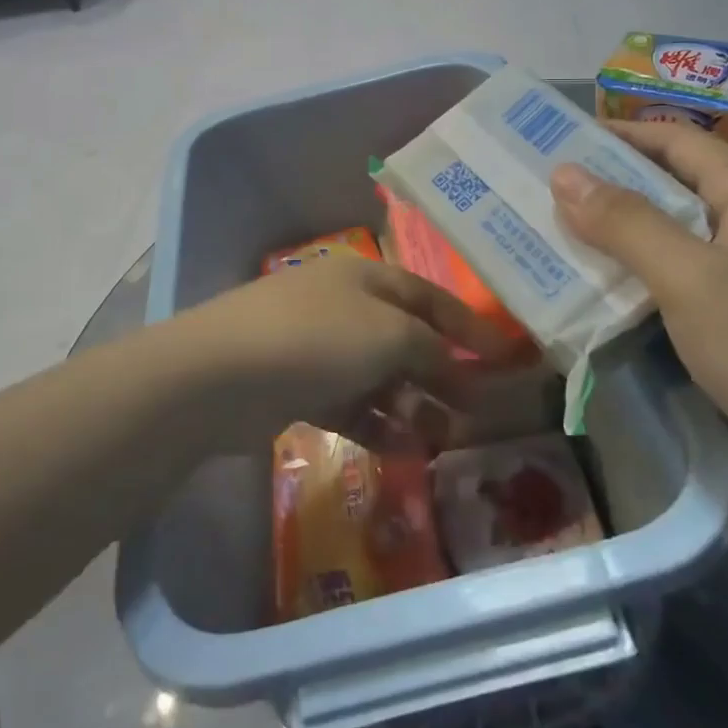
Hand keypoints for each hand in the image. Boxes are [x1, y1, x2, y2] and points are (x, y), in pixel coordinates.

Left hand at [163, 258, 504, 448]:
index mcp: (366, 278)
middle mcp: (345, 308)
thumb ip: (432, 351)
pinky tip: (404, 450)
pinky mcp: (298, 388)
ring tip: (444, 439)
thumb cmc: (316, 339)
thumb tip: (461, 373)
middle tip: (478, 410)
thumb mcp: (389, 335)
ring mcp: (318, 348)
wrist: (220, 376)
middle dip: (443, 373)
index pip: (430, 298)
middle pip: (406, 339)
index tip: (506, 357)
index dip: (469, 325)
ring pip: (380, 376)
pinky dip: (379, 424)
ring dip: (414, 405)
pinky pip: (352, 404)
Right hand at [549, 122, 727, 494]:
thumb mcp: (688, 279)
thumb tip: (564, 172)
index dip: (622, 133)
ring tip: (574, 239)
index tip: (565, 141)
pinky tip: (623, 294)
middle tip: (557, 195)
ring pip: (688, 235)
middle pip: (682, 185)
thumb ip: (625, 223)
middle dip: (618, 185)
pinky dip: (656, 273)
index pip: (680, 141)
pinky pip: (699, 276)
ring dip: (632, 232)